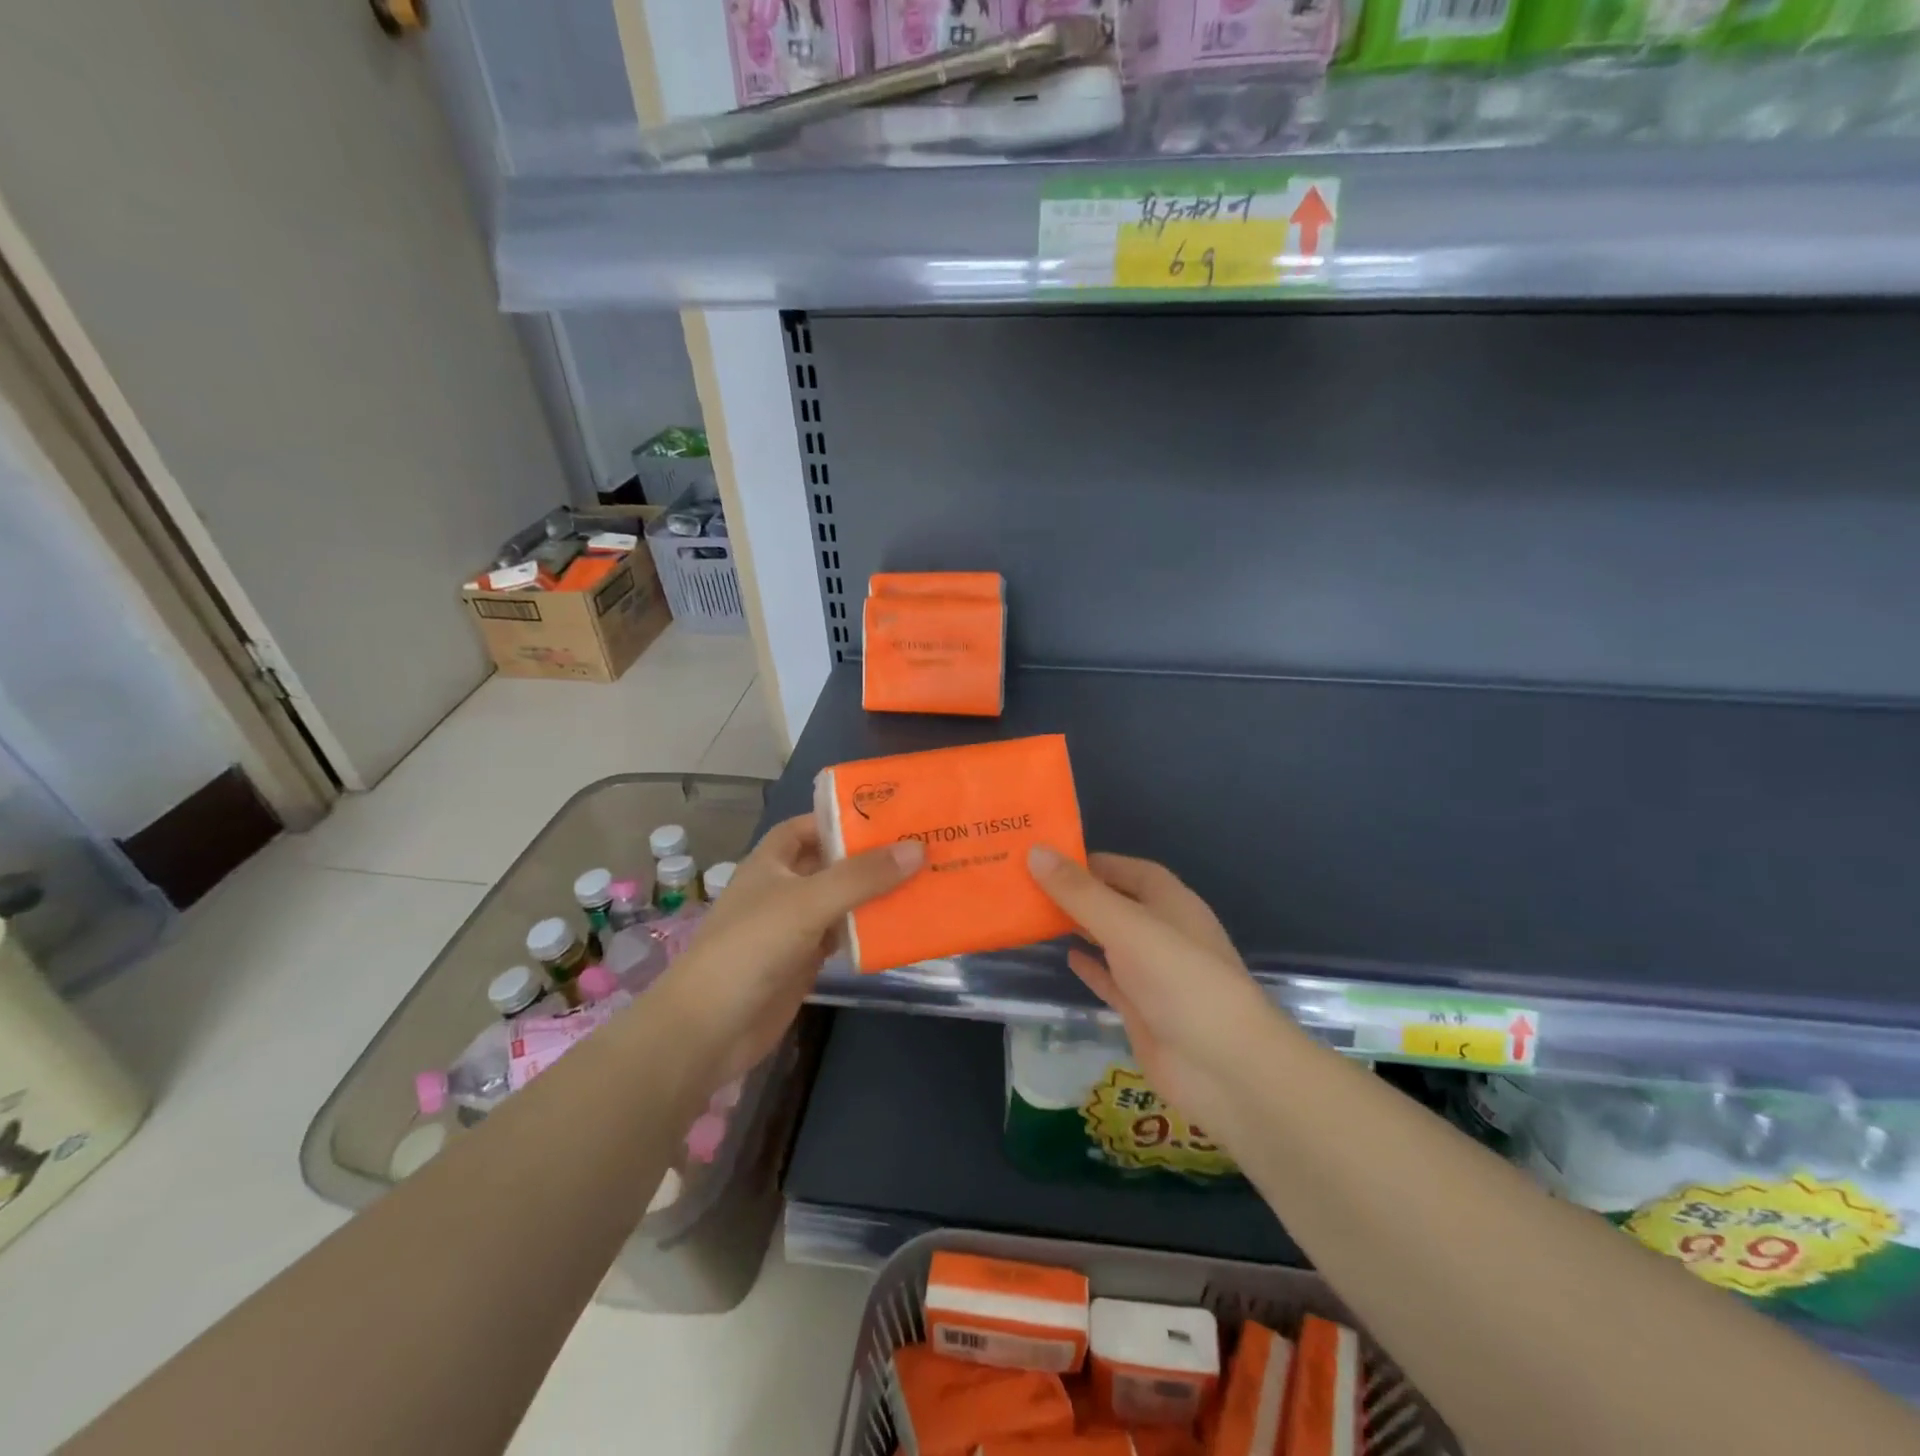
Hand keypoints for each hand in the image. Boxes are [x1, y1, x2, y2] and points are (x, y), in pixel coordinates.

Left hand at [652, 814, 922, 1087]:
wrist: (710, 1028)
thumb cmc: (751, 947)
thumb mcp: (808, 902)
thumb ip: (862, 876)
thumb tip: (918, 849)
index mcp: (772, 861)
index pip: (808, 826)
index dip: (841, 818)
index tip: (887, 817)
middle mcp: (783, 888)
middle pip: (831, 863)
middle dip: (869, 856)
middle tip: (920, 846)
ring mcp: (793, 927)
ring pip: (841, 901)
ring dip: (874, 893)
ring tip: (924, 879)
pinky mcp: (804, 961)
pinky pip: (843, 936)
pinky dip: (868, 929)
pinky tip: (901, 925)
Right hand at [1027, 846, 1277, 1137]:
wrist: (1224, 1068)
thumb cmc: (1180, 979)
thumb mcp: (1127, 926)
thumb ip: (1080, 893)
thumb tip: (1035, 852)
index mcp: (1170, 902)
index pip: (1127, 870)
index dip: (1091, 862)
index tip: (1046, 856)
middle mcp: (1163, 932)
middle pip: (1116, 903)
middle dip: (1078, 893)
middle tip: (1027, 882)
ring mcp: (1153, 974)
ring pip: (1110, 940)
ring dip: (1080, 928)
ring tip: (1033, 914)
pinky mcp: (1143, 1010)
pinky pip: (1111, 979)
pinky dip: (1090, 966)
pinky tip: (1065, 957)